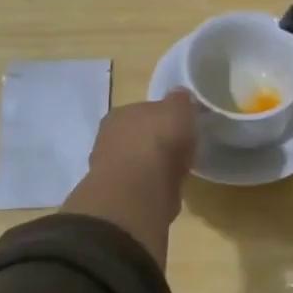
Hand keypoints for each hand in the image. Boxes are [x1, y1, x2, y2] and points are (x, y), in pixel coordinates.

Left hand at [61, 91, 196, 265]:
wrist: (139, 192)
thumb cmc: (158, 142)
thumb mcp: (178, 108)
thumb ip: (180, 100)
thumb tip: (180, 96)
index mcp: (121, 113)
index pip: (144, 109)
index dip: (164, 116)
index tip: (182, 126)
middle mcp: (110, 138)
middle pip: (139, 135)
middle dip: (157, 142)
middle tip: (181, 148)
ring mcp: (111, 168)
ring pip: (139, 162)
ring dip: (155, 166)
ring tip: (177, 171)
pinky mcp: (119, 196)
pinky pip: (142, 185)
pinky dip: (154, 187)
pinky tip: (168, 189)